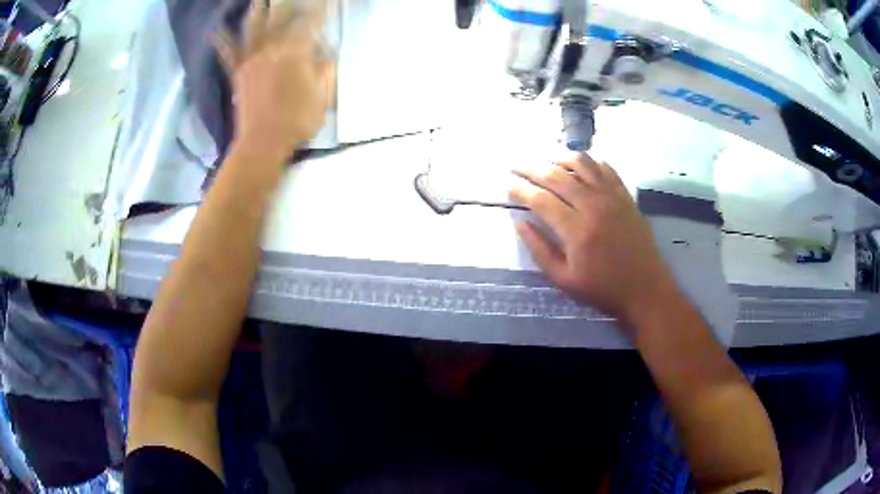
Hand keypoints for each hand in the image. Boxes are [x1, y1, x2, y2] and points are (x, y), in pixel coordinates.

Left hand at [216, 1, 334, 160]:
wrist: (262, 143)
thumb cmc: (297, 122)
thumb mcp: (322, 97)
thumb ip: (324, 72)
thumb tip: (325, 56)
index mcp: (296, 53)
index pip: (310, 23)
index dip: (318, 9)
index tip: (324, 0)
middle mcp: (272, 49)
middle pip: (280, 19)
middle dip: (287, 2)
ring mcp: (251, 60)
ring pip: (253, 29)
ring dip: (255, 11)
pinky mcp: (237, 73)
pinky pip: (227, 54)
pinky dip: (220, 41)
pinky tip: (213, 30)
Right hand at [509, 153, 679, 328]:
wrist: (644, 288)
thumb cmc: (602, 289)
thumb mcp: (563, 279)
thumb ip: (539, 250)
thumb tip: (519, 223)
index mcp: (575, 230)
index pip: (540, 200)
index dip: (520, 190)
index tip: (507, 185)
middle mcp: (592, 205)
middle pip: (556, 176)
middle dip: (531, 168)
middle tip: (516, 165)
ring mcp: (611, 197)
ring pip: (581, 164)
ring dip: (559, 157)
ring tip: (545, 159)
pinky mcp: (625, 196)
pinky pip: (605, 168)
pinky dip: (589, 161)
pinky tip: (579, 163)